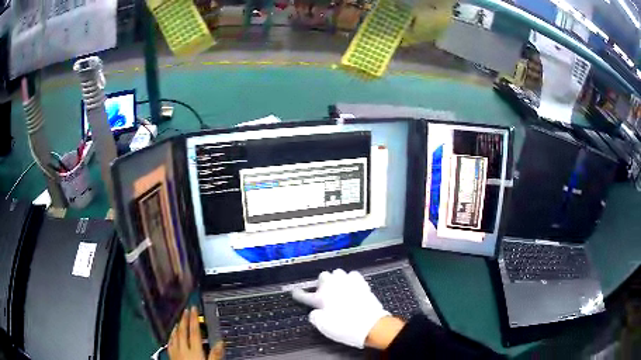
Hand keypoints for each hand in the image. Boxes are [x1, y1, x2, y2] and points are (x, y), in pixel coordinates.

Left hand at [167, 307, 223, 359]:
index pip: (194, 331)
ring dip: (177, 326)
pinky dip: (171, 335)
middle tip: (186, 310)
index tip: (193, 308)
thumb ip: (215, 355)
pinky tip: (172, 334)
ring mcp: (175, 352)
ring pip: (174, 335)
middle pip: (182, 331)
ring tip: (179, 320)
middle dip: (184, 319)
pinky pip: (169, 342)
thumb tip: (220, 342)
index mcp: (194, 351)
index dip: (193, 319)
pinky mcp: (171, 357)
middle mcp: (183, 349)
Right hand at [291, 269, 392, 348]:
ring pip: (337, 273)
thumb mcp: (324, 327)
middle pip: (323, 276)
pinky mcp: (361, 283)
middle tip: (324, 294)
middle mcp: (333, 287)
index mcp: (321, 298)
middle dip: (322, 284)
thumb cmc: (345, 327)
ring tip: (338, 288)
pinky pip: (352, 275)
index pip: (304, 295)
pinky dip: (350, 279)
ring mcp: (348, 282)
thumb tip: (315, 313)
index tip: (295, 292)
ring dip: (336, 279)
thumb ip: (316, 317)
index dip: (298, 294)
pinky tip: (352, 286)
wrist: (370, 325)